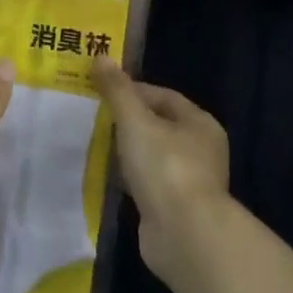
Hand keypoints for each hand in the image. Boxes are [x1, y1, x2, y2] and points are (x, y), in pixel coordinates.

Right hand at [92, 58, 230, 280]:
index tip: (100, 92)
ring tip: (94, 144)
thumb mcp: (135, 121)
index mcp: (199, 123)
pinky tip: (106, 176)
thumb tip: (101, 57)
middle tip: (92, 117)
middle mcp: (200, 149)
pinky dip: (128, 177)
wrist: (184, 235)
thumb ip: (117, 90)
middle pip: (158, 125)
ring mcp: (188, 181)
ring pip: (151, 155)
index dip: (132, 90)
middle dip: (126, 121)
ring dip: (126, 151)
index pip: (163, 96)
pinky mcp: (174, 207)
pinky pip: (147, 182)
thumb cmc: (164, 167)